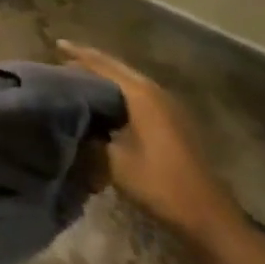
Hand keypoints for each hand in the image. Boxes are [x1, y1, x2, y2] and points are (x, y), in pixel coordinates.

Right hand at [58, 41, 241, 249]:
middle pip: (118, 67)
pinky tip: (106, 98)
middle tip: (63, 56)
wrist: (208, 218)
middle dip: (91, 60)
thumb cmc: (159, 185)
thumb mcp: (114, 160)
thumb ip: (91, 133)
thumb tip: (74, 117)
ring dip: (106, 74)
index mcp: (141, 96)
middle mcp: (156, 93)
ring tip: (79, 74)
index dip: (78, 54)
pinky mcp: (174, 122)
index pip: (103, 65)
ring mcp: (169, 107)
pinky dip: (118, 89)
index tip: (56, 45)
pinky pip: (139, 94)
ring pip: (129, 80)